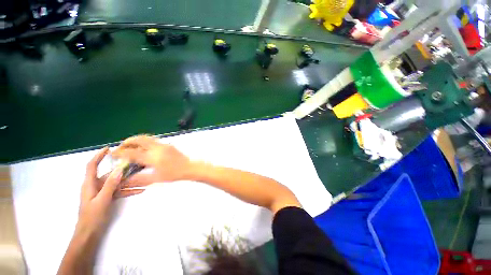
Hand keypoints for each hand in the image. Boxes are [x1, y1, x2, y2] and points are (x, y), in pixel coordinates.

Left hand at [77, 147, 143, 234]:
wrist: (89, 234)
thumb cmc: (92, 217)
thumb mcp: (102, 200)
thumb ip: (110, 185)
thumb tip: (119, 169)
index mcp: (89, 184)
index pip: (92, 166)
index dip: (99, 156)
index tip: (109, 148)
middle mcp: (95, 186)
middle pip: (110, 175)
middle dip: (123, 171)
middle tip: (137, 167)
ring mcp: (102, 192)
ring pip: (117, 183)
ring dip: (129, 182)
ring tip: (143, 181)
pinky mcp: (107, 198)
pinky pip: (119, 191)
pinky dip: (128, 191)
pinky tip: (140, 191)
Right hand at [111, 135, 191, 185]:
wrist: (189, 167)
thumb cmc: (173, 174)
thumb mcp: (155, 178)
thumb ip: (139, 179)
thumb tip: (125, 180)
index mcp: (152, 157)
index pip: (132, 153)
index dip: (120, 152)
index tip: (112, 153)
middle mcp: (157, 148)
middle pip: (139, 139)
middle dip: (127, 141)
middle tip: (121, 147)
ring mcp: (163, 145)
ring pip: (147, 138)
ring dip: (136, 140)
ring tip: (130, 145)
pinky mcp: (168, 144)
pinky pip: (153, 140)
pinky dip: (145, 141)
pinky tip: (144, 147)